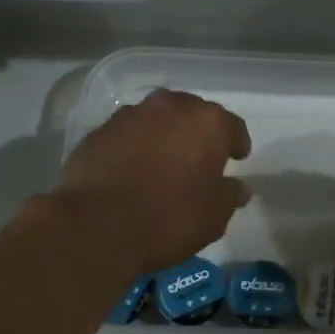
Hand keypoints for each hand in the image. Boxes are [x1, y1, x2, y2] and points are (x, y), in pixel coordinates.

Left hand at [55, 90, 250, 275]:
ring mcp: (131, 116)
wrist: (96, 225)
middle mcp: (170, 108)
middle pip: (192, 114)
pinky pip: (127, 134)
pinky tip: (132, 170)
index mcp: (207, 123)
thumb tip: (237, 188)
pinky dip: (134, 146)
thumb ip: (229, 195)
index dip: (236, 143)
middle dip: (198, 133)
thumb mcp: (213, 216)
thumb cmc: (169, 218)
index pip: (232, 126)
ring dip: (164, 135)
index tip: (237, 158)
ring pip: (157, 120)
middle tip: (199, 159)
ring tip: (163, 163)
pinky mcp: (99, 131)